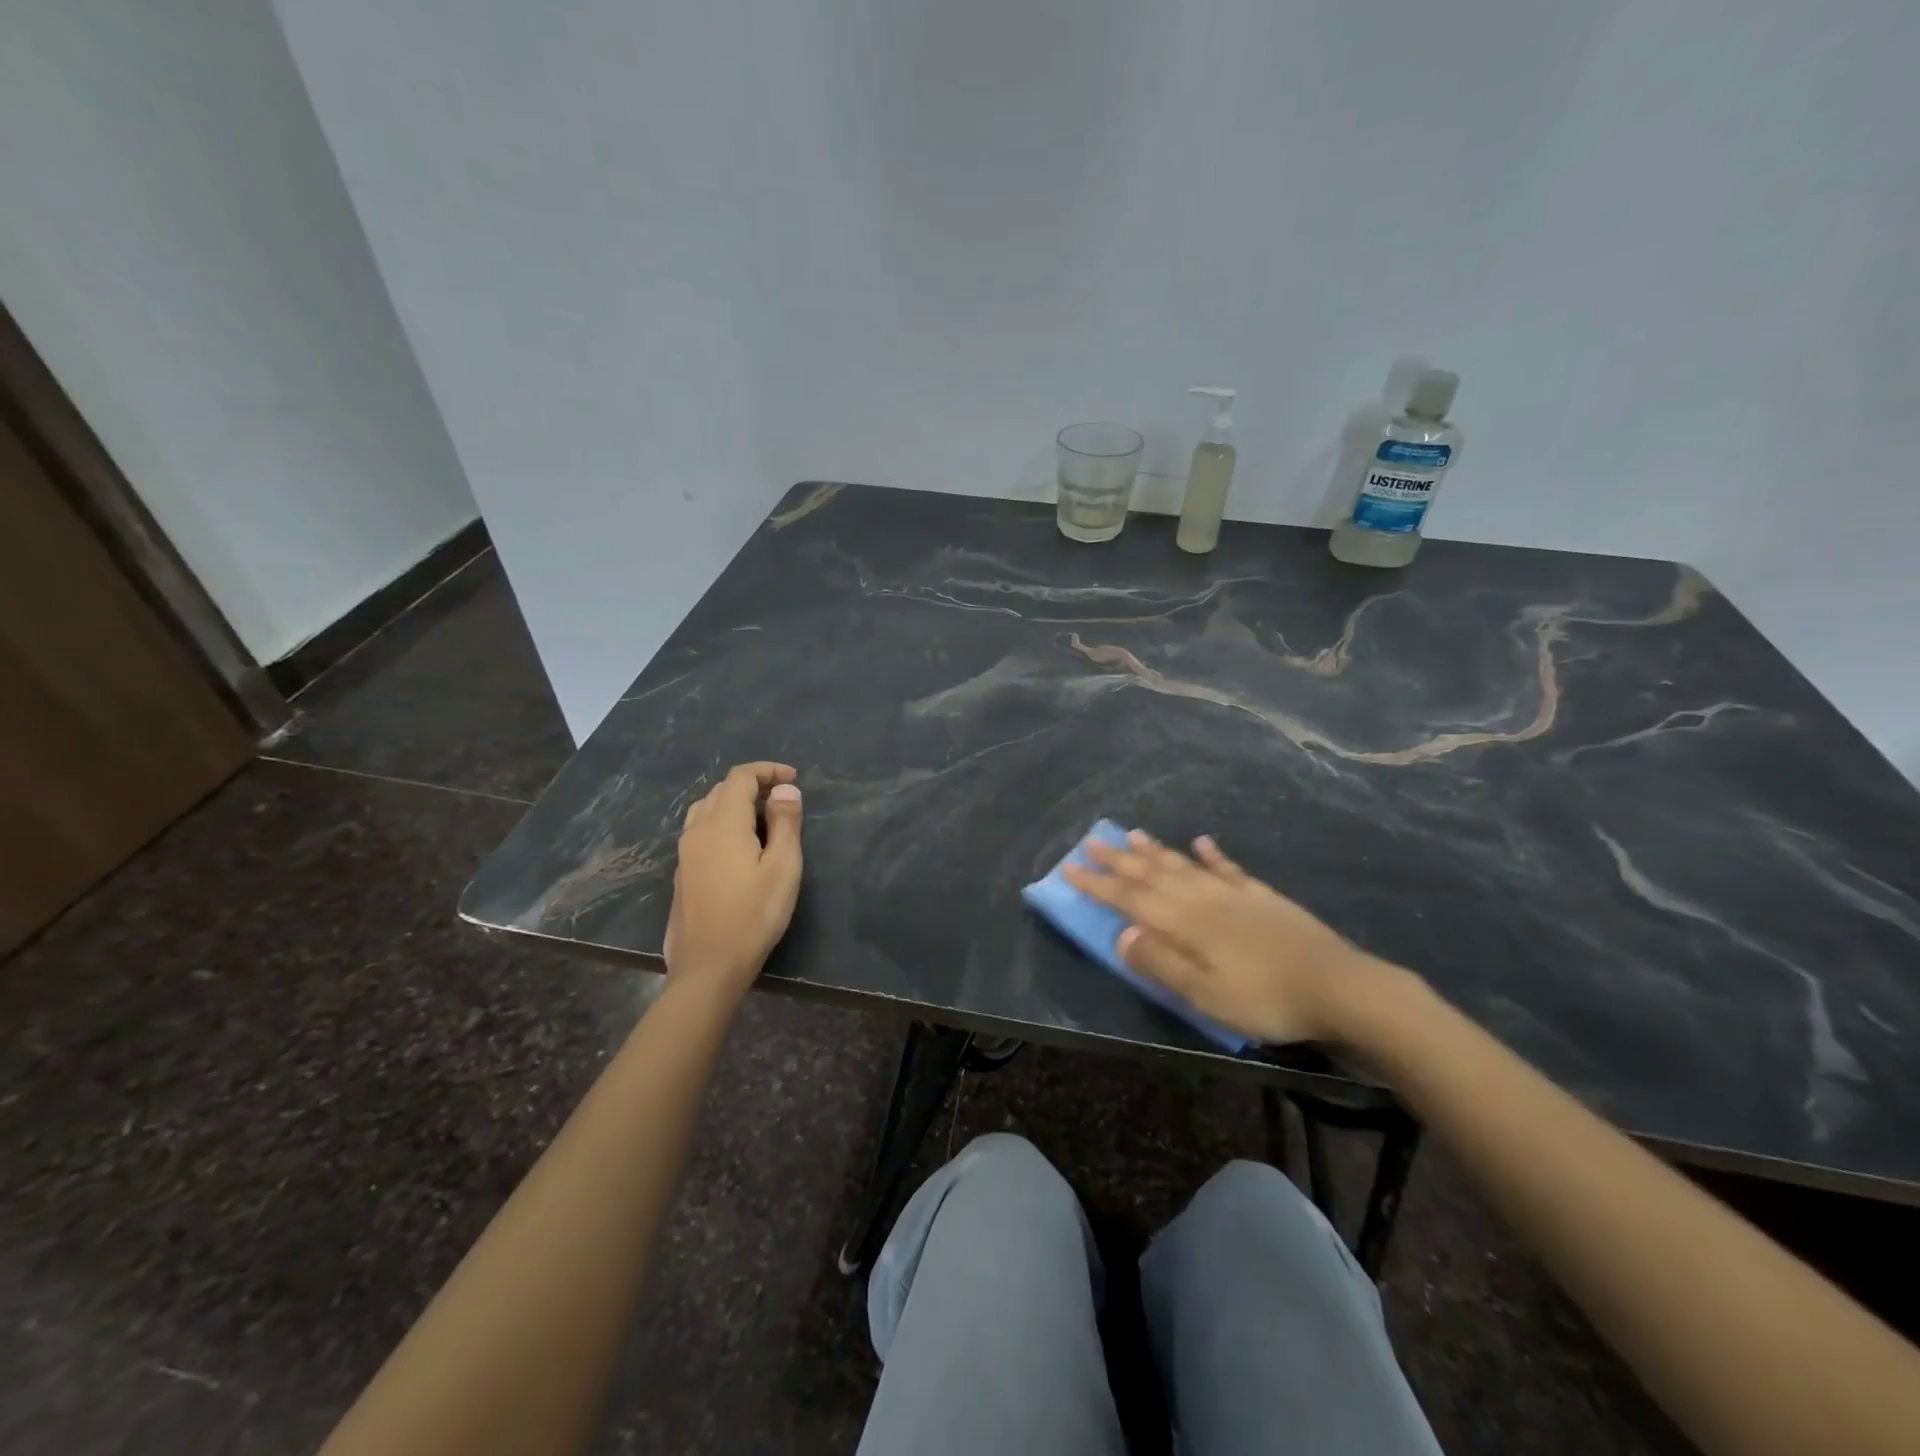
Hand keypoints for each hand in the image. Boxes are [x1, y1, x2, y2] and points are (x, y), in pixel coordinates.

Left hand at [663, 762, 803, 992]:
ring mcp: (685, 852)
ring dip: (734, 803)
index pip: (741, 777)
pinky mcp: (682, 872)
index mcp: (723, 823)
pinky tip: (740, 846)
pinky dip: (722, 822)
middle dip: (753, 785)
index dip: (768, 771)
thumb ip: (785, 822)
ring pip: (706, 808)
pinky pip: (701, 830)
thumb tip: (785, 789)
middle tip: (784, 800)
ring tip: (762, 819)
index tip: (794, 779)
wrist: (708, 967)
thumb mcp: (783, 867)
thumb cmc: (754, 915)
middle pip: (722, 789)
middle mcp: (698, 830)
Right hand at [1062, 830, 1376, 1043]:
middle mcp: (1203, 899)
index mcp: (1185, 924)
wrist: (1338, 986)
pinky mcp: (1262, 897)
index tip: (1070, 868)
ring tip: (1132, 834)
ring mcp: (1234, 894)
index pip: (1130, 898)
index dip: (1098, 884)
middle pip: (1153, 874)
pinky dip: (1212, 854)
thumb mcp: (1205, 994)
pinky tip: (1202, 842)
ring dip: (1156, 850)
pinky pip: (1228, 868)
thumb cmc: (1265, 999)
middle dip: (1118, 860)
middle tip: (1091, 841)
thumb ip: (1161, 963)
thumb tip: (1120, 934)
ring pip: (1184, 865)